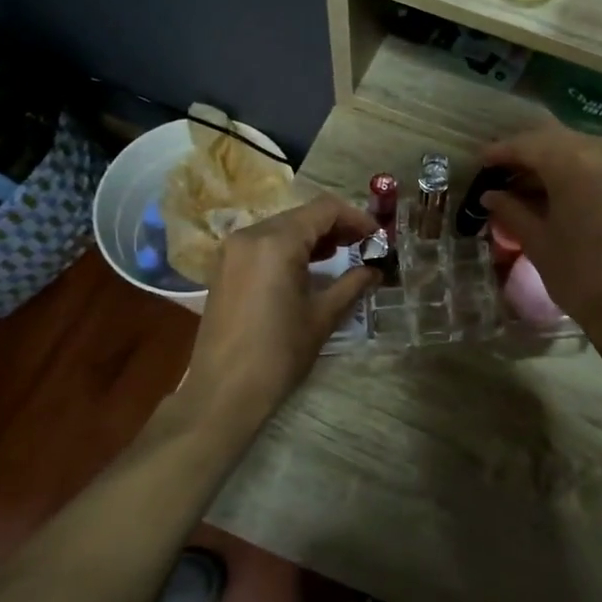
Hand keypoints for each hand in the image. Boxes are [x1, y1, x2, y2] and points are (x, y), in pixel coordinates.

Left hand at [185, 195, 380, 428]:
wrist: (223, 392)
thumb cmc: (278, 353)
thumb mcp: (322, 317)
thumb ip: (352, 284)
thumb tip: (375, 269)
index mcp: (276, 242)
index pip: (324, 209)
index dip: (357, 218)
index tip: (377, 237)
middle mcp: (250, 235)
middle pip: (302, 215)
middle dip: (335, 227)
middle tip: (363, 246)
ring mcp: (232, 250)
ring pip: (281, 228)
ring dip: (312, 236)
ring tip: (341, 255)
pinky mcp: (223, 268)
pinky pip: (263, 244)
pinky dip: (288, 248)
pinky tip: (307, 268)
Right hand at [478, 125, 601, 345]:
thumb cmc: (578, 274)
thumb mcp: (537, 241)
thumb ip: (511, 210)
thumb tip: (490, 195)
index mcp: (573, 164)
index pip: (529, 145)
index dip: (501, 152)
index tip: (480, 162)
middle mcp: (601, 154)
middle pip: (554, 141)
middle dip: (525, 153)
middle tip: (499, 172)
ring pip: (576, 150)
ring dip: (548, 161)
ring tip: (521, 184)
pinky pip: (595, 164)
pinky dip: (571, 171)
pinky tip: (552, 192)